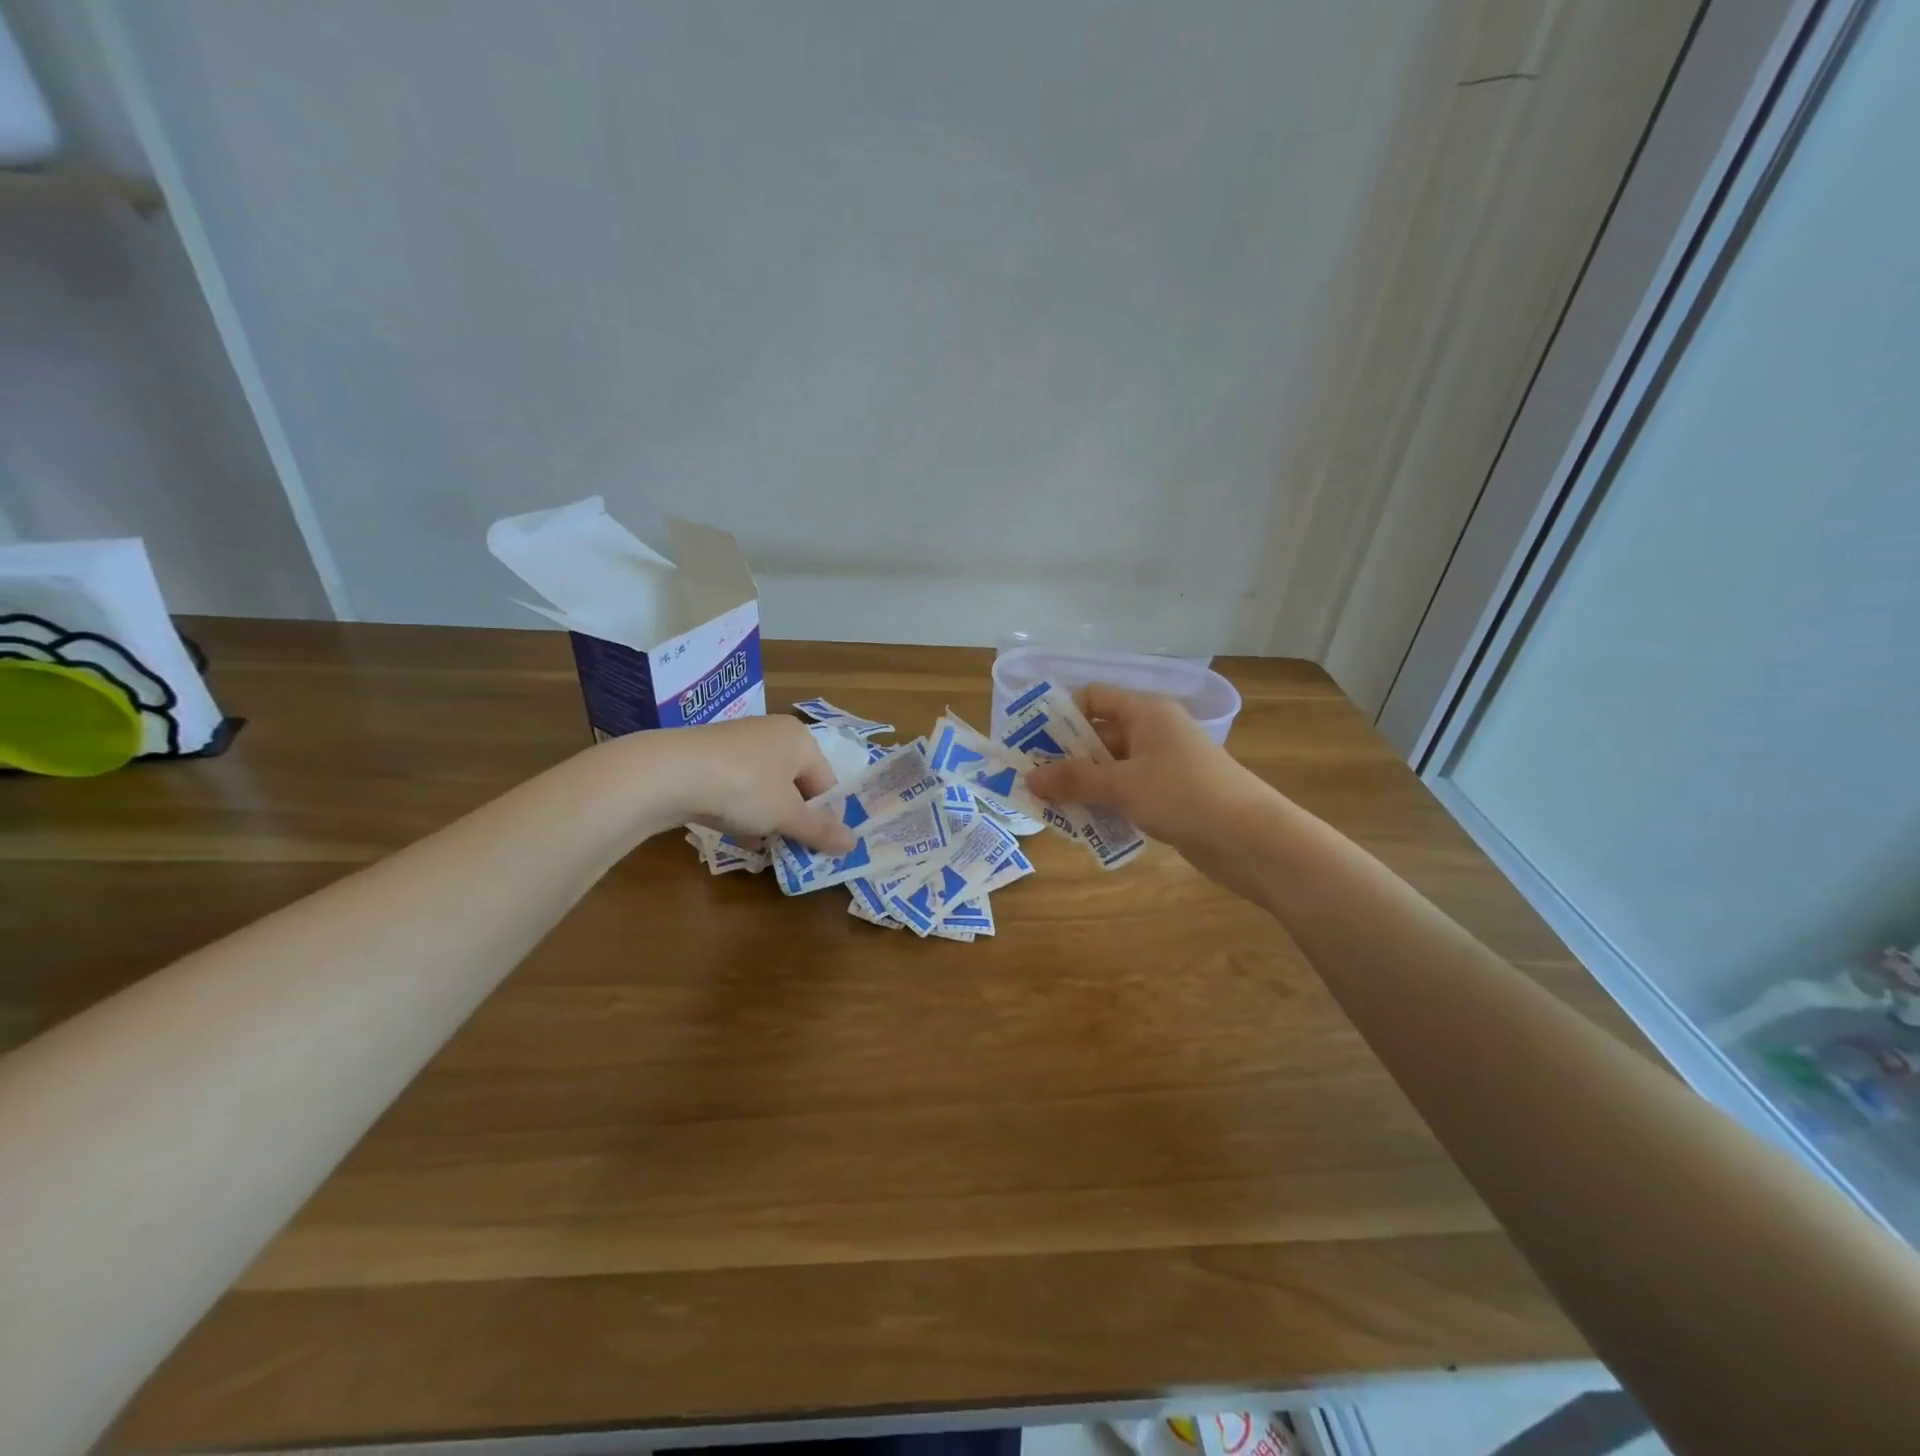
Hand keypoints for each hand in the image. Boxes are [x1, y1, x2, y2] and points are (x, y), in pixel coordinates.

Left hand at [619, 716, 856, 853]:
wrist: (667, 773)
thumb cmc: (743, 788)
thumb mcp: (786, 815)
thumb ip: (820, 830)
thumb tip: (853, 844)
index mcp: (800, 739)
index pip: (827, 783)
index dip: (825, 817)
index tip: (816, 846)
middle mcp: (772, 733)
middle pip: (796, 785)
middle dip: (794, 819)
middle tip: (789, 848)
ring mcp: (738, 742)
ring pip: (766, 788)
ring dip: (767, 819)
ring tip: (760, 846)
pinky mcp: (709, 756)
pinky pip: (738, 786)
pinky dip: (741, 810)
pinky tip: (733, 833)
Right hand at [1025, 685, 1284, 878]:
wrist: (1251, 839)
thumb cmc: (1183, 796)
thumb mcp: (1122, 785)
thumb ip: (1073, 779)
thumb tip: (1029, 777)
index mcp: (1145, 712)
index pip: (1093, 698)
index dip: (1060, 715)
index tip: (1030, 743)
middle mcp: (1153, 731)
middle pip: (1098, 735)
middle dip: (1065, 758)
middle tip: (1032, 782)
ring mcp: (1163, 764)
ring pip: (1111, 768)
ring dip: (1083, 785)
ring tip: (1050, 807)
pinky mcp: (1170, 795)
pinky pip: (1127, 791)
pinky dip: (1106, 803)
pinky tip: (1084, 824)